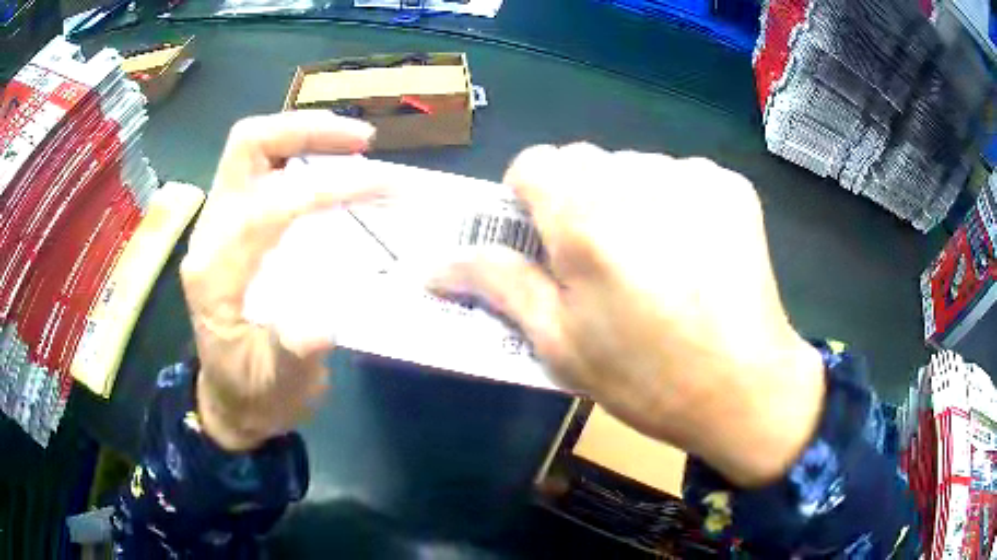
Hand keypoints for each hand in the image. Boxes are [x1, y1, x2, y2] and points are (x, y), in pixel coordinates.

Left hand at [180, 111, 379, 451]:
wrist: (230, 398)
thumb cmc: (254, 394)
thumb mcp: (277, 387)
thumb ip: (291, 357)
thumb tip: (321, 322)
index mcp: (214, 275)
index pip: (267, 207)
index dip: (327, 190)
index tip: (382, 188)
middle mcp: (210, 236)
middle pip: (246, 148)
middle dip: (305, 132)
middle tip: (363, 141)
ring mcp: (218, 225)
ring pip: (251, 149)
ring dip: (304, 136)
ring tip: (356, 145)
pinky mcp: (232, 225)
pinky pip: (262, 169)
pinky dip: (300, 156)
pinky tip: (334, 168)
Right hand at [429, 144, 824, 486]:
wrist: (746, 389)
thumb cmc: (645, 379)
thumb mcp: (559, 343)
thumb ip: (499, 285)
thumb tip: (434, 266)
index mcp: (584, 217)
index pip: (533, 163)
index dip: (529, 198)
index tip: (544, 239)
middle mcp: (636, 179)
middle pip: (584, 162)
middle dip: (579, 201)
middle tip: (600, 261)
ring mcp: (692, 176)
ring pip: (633, 168)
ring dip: (629, 201)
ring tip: (653, 261)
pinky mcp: (730, 185)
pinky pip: (682, 178)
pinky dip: (676, 205)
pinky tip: (694, 254)